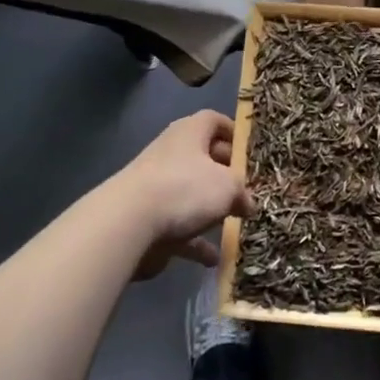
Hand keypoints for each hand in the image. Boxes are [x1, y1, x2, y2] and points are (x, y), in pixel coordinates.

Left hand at [109, 111, 253, 279]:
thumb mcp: (228, 186)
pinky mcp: (149, 217)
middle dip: (226, 174)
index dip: (233, 132)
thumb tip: (247, 203)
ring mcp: (158, 186)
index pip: (214, 121)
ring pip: (192, 193)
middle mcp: (172, 153)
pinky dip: (196, 242)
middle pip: (204, 158)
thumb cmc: (185, 189)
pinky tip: (212, 258)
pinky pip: (180, 226)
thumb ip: (242, 192)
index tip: (250, 152)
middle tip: (247, 190)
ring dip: (211, 209)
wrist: (129, 222)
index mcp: (190, 132)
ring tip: (235, 222)